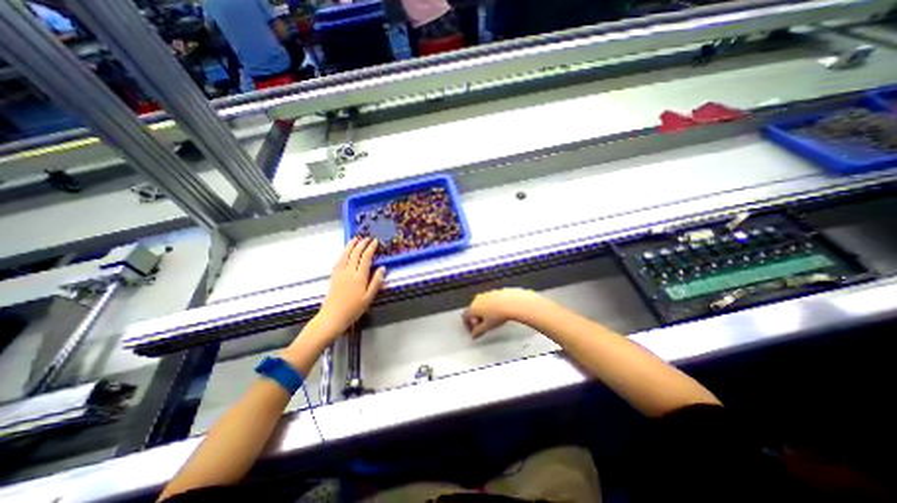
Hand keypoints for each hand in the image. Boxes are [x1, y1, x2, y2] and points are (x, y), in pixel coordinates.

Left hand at [314, 238, 385, 335]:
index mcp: (360, 277)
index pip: (366, 258)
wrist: (333, 317)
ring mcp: (340, 273)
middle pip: (355, 253)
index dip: (371, 248)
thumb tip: (382, 268)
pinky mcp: (333, 276)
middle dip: (362, 244)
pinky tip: (345, 251)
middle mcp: (349, 271)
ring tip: (355, 238)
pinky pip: (339, 260)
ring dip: (351, 245)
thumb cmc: (354, 309)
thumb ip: (376, 282)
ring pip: (345, 255)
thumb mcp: (369, 297)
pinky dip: (343, 253)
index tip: (375, 241)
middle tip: (367, 238)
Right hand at [463, 287, 547, 337]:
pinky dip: (492, 307)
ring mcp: (487, 294)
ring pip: (482, 304)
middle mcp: (478, 299)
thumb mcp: (487, 327)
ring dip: (484, 312)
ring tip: (492, 320)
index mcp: (474, 307)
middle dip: (476, 319)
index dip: (468, 325)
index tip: (473, 331)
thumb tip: (475, 334)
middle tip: (482, 327)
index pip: (465, 316)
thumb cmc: (499, 314)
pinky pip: (491, 300)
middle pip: (473, 310)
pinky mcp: (496, 292)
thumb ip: (478, 332)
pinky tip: (499, 312)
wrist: (513, 303)